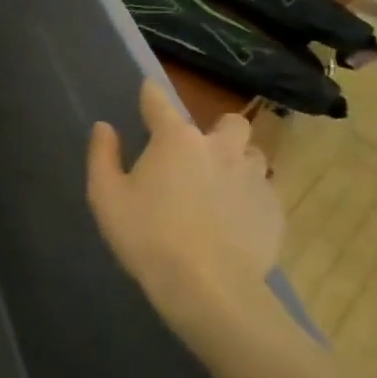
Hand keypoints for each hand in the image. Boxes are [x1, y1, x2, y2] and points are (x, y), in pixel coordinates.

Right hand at [87, 81, 284, 344]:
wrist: (208, 286)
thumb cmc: (146, 236)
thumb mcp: (106, 196)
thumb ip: (102, 156)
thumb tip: (105, 128)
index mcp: (176, 141)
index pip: (159, 103)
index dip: (150, 95)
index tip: (146, 91)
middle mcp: (221, 149)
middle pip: (229, 122)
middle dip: (215, 130)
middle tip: (196, 155)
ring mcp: (254, 178)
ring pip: (253, 155)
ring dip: (237, 163)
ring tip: (218, 188)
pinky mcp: (274, 210)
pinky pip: (264, 192)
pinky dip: (248, 198)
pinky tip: (232, 221)